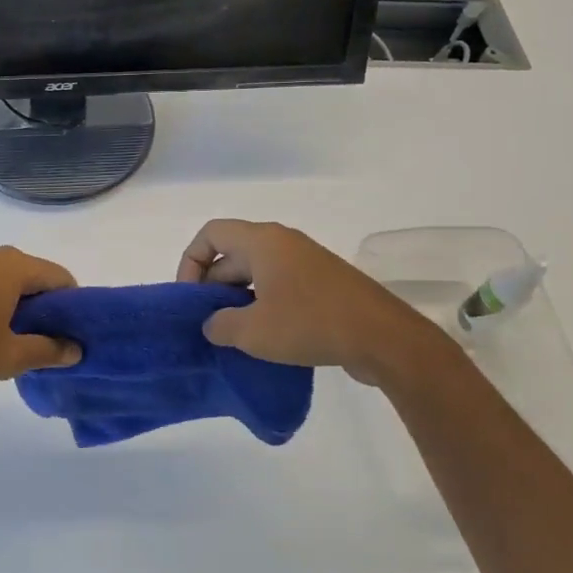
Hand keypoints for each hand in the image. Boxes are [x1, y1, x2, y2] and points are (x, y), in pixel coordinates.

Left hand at [0, 246, 82, 389]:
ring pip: (14, 283)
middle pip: (39, 279)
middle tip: (48, 345)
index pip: (63, 279)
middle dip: (48, 310)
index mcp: (17, 266)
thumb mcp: (10, 356)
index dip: (73, 308)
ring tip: (19, 345)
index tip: (71, 337)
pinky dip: (1, 306)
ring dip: (23, 310)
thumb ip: (48, 351)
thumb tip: (76, 349)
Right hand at [177, 219, 434, 379]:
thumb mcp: (253, 331)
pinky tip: (264, 338)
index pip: (211, 234)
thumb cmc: (310, 323)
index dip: (191, 262)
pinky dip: (264, 305)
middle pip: (232, 253)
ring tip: (232, 335)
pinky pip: (280, 285)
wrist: (381, 336)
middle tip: (208, 324)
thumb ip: (220, 325)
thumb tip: (212, 324)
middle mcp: (283, 242)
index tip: (191, 299)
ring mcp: (305, 262)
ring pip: (257, 272)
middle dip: (213, 286)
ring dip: (238, 299)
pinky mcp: (323, 284)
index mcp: (262, 241)